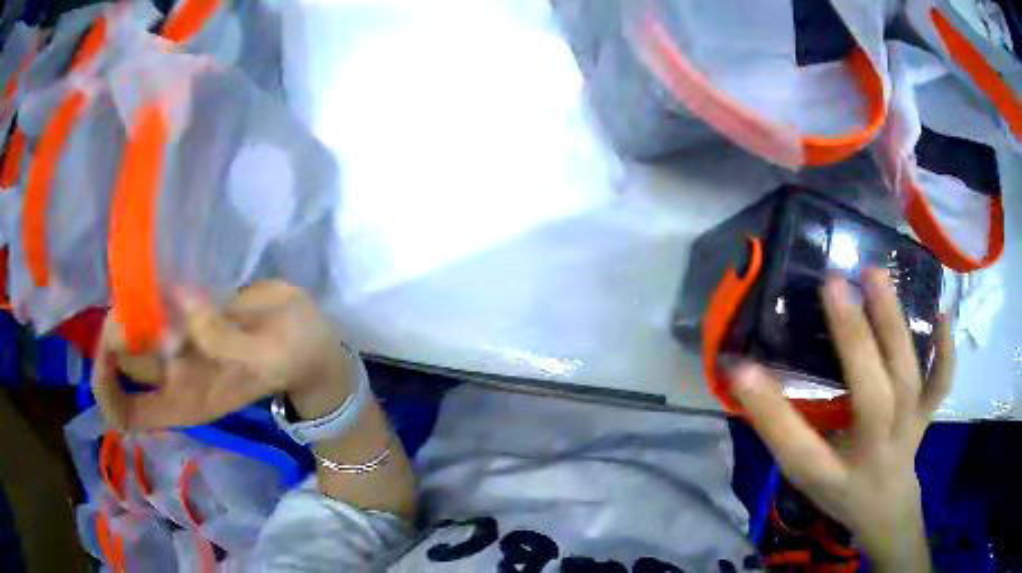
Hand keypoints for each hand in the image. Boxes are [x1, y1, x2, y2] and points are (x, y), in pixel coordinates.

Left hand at [93, 280, 356, 428]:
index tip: (109, 351)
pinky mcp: (187, 311)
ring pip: (133, 323)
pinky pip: (153, 298)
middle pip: (122, 357)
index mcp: (185, 400)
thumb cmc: (291, 356)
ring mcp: (178, 341)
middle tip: (137, 295)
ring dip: (131, 299)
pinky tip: (161, 267)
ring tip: (152, 277)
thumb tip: (181, 299)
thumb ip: (222, 338)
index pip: (126, 412)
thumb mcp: (265, 357)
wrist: (308, 338)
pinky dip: (147, 283)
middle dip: (118, 325)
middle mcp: (172, 374)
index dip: (107, 387)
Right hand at [732, 269, 952, 571]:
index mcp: (834, 474)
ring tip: (875, 276)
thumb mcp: (805, 472)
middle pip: (871, 397)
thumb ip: (785, 427)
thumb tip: (748, 374)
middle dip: (854, 339)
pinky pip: (941, 382)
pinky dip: (945, 348)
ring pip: (908, 376)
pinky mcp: (927, 414)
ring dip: (895, 324)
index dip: (769, 409)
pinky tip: (941, 312)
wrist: (885, 508)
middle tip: (833, 284)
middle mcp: (876, 450)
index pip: (798, 446)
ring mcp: (908, 428)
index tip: (741, 368)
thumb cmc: (840, 490)